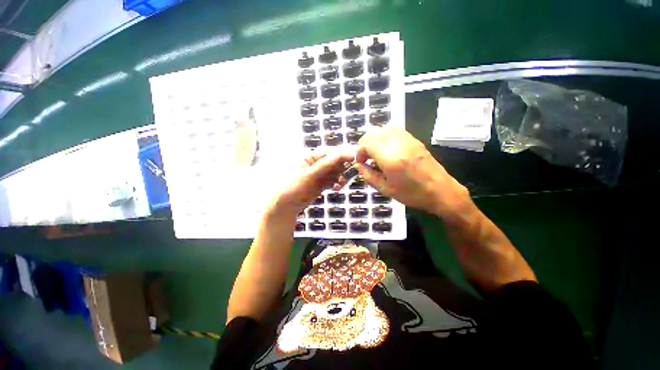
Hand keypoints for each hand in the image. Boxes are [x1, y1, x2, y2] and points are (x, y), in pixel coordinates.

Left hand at [266, 149, 353, 218]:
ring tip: (341, 184)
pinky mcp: (322, 183)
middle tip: (348, 174)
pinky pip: (334, 180)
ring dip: (341, 177)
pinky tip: (337, 188)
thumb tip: (346, 154)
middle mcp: (317, 163)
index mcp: (311, 156)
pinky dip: (337, 183)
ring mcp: (320, 174)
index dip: (344, 153)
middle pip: (336, 161)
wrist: (285, 206)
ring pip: (337, 172)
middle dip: (343, 168)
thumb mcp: (310, 174)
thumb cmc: (293, 187)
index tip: (356, 157)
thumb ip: (327, 164)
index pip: (331, 152)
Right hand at [356, 127, 469, 219]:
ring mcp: (407, 139)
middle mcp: (398, 143)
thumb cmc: (411, 193)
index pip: (366, 143)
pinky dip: (384, 136)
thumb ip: (369, 175)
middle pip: (373, 133)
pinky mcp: (413, 139)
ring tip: (374, 152)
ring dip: (374, 139)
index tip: (361, 162)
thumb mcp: (385, 189)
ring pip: (383, 129)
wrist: (440, 191)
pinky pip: (394, 130)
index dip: (359, 151)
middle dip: (364, 144)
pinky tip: (385, 148)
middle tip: (365, 157)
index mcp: (390, 158)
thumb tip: (359, 165)